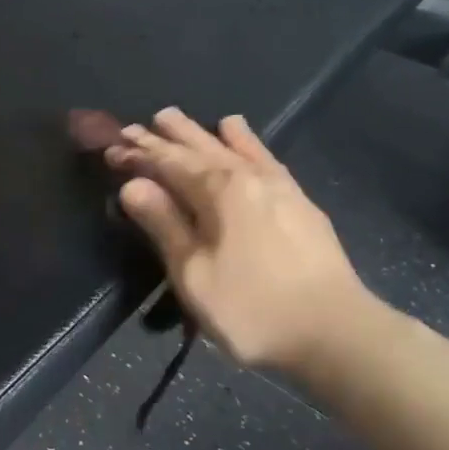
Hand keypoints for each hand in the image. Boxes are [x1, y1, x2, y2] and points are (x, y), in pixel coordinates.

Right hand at [104, 109, 382, 382]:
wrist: (337, 333)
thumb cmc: (253, 309)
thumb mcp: (194, 274)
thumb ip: (164, 225)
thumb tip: (132, 184)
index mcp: (218, 192)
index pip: (168, 163)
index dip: (138, 154)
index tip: (111, 147)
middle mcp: (246, 176)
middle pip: (197, 147)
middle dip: (163, 137)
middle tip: (135, 125)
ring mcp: (277, 185)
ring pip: (229, 146)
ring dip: (198, 131)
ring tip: (175, 116)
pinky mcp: (298, 200)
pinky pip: (264, 156)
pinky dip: (246, 140)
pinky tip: (237, 130)